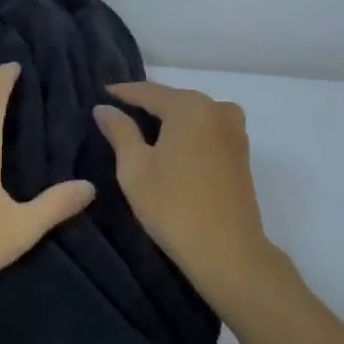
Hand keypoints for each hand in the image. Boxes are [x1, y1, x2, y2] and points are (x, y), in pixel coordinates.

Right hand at [94, 80, 294, 298]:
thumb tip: (104, 108)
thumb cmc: (173, 206)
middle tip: (119, 110)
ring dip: (169, 119)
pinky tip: (172, 146)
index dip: (123, 92)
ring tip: (143, 129)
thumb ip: (120, 131)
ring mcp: (234, 131)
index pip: (148, 92)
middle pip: (174, 100)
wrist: (228, 251)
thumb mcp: (135, 168)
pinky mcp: (241, 153)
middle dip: (147, 104)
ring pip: (193, 115)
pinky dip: (187, 133)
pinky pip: (207, 130)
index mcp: (190, 107)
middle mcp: (217, 109)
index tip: (101, 93)